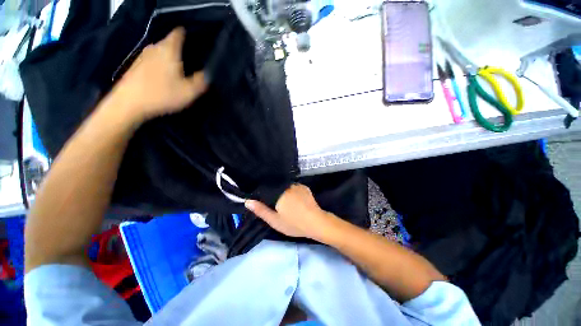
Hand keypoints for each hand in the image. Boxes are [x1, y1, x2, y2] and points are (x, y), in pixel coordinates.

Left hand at [111, 27, 206, 122]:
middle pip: (169, 42)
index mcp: (169, 50)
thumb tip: (207, 74)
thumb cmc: (162, 94)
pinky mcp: (135, 65)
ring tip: (176, 69)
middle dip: (179, 49)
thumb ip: (201, 81)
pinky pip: (152, 60)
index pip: (178, 34)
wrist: (129, 103)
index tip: (194, 43)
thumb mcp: (189, 92)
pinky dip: (159, 64)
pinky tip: (162, 76)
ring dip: (168, 57)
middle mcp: (155, 48)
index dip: (186, 35)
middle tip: (189, 61)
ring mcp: (143, 56)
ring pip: (160, 51)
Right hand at [245, 184, 334, 240]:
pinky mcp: (304, 187)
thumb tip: (248, 201)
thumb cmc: (294, 223)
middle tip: (275, 205)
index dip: (263, 195)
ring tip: (285, 202)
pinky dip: (291, 191)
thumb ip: (261, 210)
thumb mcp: (275, 220)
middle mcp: (287, 185)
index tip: (263, 203)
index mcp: (278, 192)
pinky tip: (293, 199)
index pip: (265, 189)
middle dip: (273, 194)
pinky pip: (294, 187)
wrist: (316, 222)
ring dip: (283, 192)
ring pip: (285, 186)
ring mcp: (297, 185)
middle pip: (276, 187)